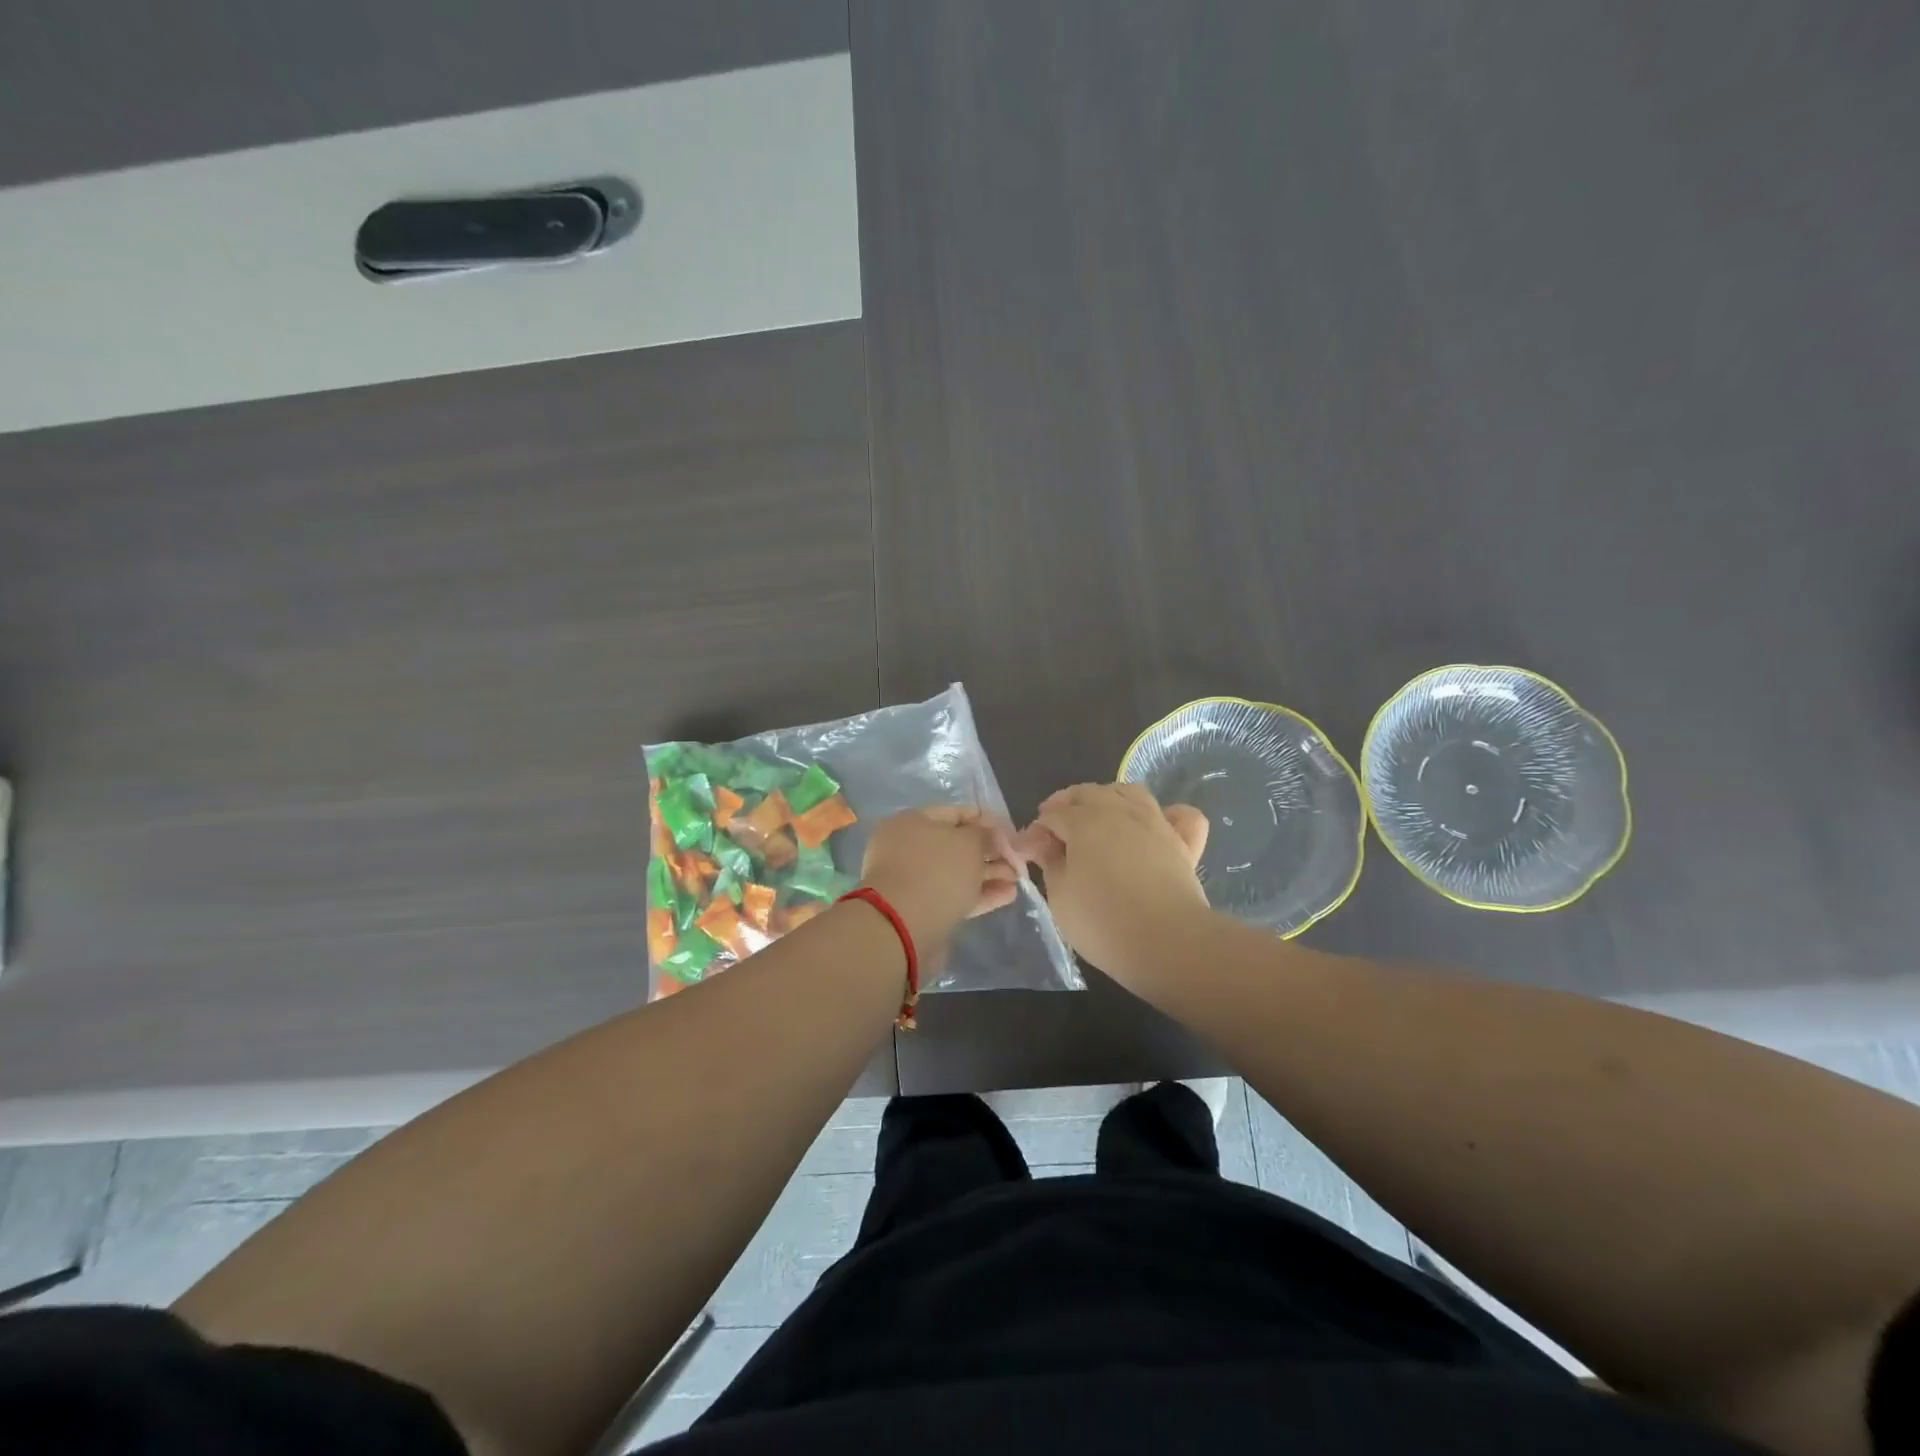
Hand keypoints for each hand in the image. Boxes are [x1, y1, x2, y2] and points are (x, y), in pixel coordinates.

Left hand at [860, 806, 1019, 959]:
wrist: (904, 927)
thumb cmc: (937, 871)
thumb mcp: (968, 843)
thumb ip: (983, 834)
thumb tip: (987, 831)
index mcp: (913, 822)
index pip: (955, 813)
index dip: (985, 820)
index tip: (1010, 832)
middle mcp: (910, 848)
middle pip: (957, 845)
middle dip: (990, 852)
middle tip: (1018, 860)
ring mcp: (915, 881)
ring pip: (958, 872)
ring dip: (989, 874)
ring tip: (1018, 880)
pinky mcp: (923, 909)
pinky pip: (955, 895)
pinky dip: (980, 894)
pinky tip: (1008, 896)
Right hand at [1014, 783, 1210, 991]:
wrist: (1167, 943)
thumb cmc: (1103, 921)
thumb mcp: (1060, 896)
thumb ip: (1049, 862)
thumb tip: (1042, 844)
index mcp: (1085, 821)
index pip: (1053, 815)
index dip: (1036, 831)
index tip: (1027, 852)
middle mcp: (1121, 811)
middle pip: (1088, 794)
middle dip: (1066, 806)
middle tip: (1055, 833)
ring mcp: (1157, 823)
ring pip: (1130, 793)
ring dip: (1109, 798)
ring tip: (1099, 819)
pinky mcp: (1184, 843)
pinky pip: (1182, 815)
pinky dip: (1169, 814)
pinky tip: (1158, 826)